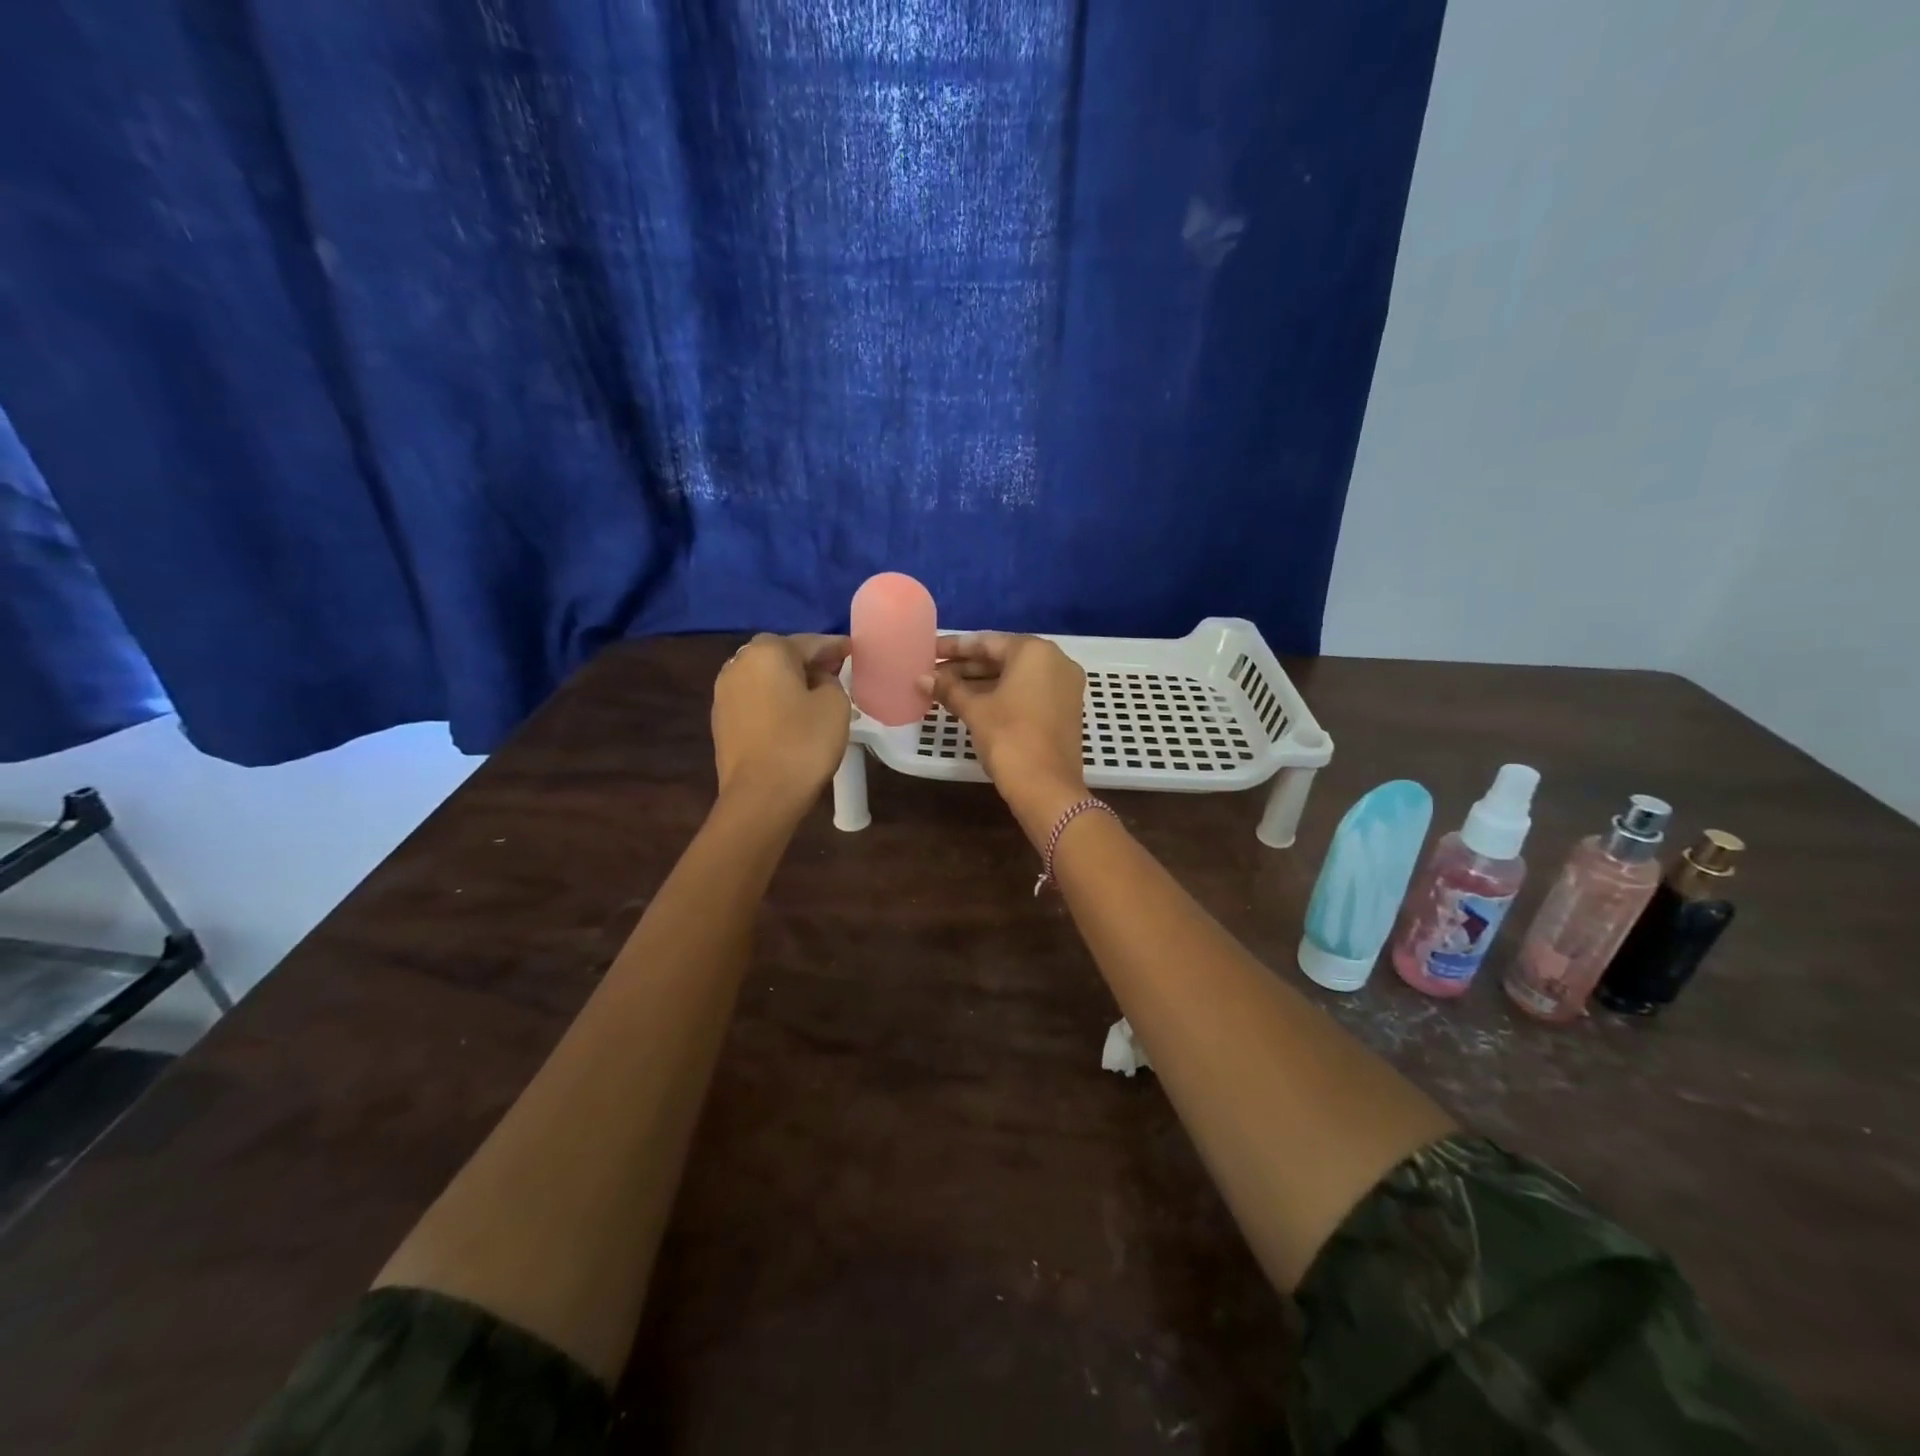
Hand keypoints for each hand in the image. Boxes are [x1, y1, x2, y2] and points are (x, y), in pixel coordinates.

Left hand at [712, 634, 851, 813]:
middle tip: (836, 671)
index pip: (810, 642)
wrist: (760, 796)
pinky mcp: (721, 720)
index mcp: (768, 651)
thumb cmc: (803, 743)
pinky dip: (774, 700)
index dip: (835, 647)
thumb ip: (830, 681)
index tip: (853, 650)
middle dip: (809, 661)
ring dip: (789, 681)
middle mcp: (739, 663)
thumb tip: (816, 681)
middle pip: (782, 655)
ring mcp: (724, 692)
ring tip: (815, 694)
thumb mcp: (835, 704)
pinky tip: (791, 715)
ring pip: (765, 677)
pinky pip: (755, 699)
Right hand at [923, 633, 1086, 840]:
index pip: (986, 642)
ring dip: (981, 682)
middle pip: (1002, 657)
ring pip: (1015, 676)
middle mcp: (1056, 661)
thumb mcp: (975, 710)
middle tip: (933, 672)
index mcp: (1034, 651)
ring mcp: (1065, 686)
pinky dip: (1002, 695)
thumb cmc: (1009, 738)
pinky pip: (1028, 691)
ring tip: (945, 689)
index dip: (954, 648)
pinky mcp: (1066, 709)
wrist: (1047, 788)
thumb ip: (948, 689)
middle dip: (966, 666)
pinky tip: (972, 703)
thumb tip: (922, 678)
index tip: (929, 651)